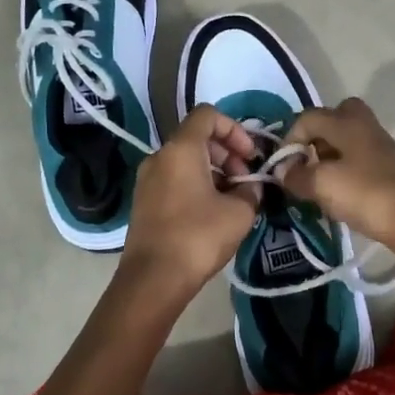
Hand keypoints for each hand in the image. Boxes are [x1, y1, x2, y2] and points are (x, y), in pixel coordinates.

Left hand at [120, 105, 260, 293]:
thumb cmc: (198, 237)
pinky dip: (196, 185)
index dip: (235, 129)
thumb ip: (250, 190)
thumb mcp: (239, 212)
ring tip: (233, 200)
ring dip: (214, 172)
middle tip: (245, 180)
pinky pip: (174, 179)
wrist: (153, 279)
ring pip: (186, 160)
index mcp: (181, 149)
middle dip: (227, 153)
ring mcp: (147, 179)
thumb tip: (250, 185)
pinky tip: (213, 213)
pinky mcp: (144, 201)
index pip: (208, 115)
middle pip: (197, 138)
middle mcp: (159, 156)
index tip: (250, 156)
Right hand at [281, 98, 394, 251]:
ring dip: (330, 153)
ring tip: (320, 180)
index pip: (307, 118)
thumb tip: (283, 170)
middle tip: (308, 161)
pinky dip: (345, 166)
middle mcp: (364, 124)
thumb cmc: (363, 194)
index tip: (284, 167)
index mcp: (346, 122)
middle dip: (315, 136)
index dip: (289, 140)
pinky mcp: (389, 164)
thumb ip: (296, 175)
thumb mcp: (320, 184)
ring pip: (347, 136)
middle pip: (334, 117)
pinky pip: (359, 155)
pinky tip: (340, 190)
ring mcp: (380, 144)